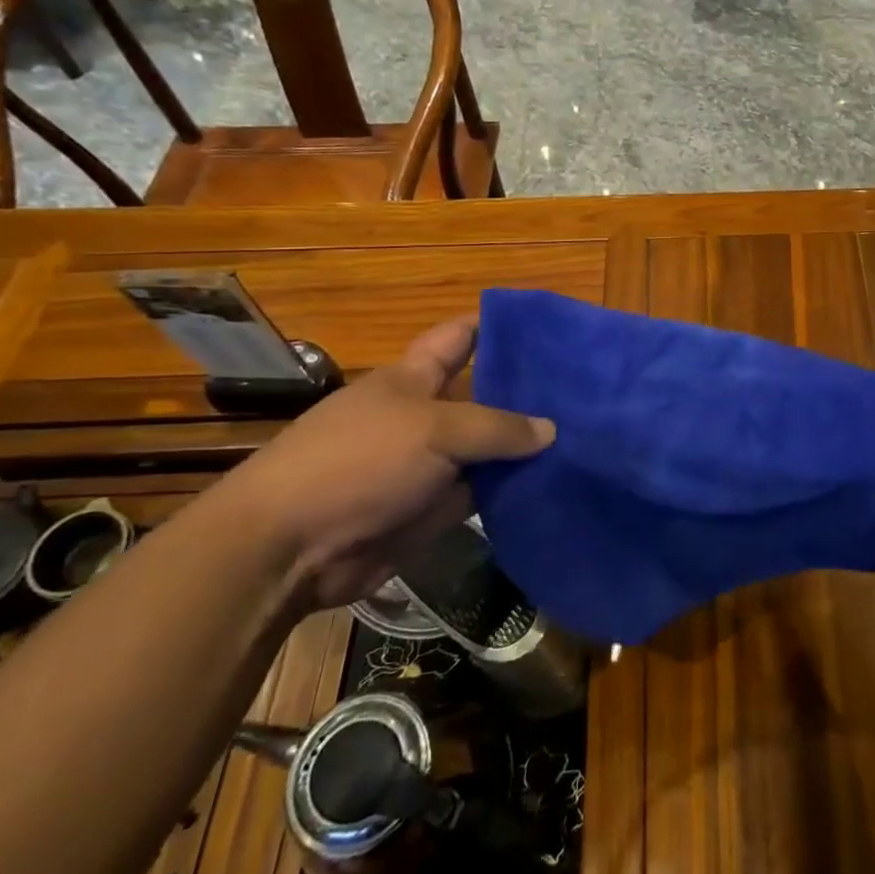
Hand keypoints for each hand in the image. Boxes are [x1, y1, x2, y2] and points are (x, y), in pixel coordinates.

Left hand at [215, 316, 553, 609]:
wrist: (291, 548)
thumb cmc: (359, 462)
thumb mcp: (434, 431)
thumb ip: (497, 428)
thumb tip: (550, 430)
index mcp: (412, 379)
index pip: (459, 338)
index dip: (495, 325)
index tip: (543, 324)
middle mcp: (423, 416)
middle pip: (482, 395)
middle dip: (525, 392)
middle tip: (582, 390)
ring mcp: (427, 464)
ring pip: (487, 449)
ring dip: (524, 448)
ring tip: (583, 438)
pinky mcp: (431, 509)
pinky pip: (481, 494)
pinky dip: (510, 491)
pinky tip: (554, 484)